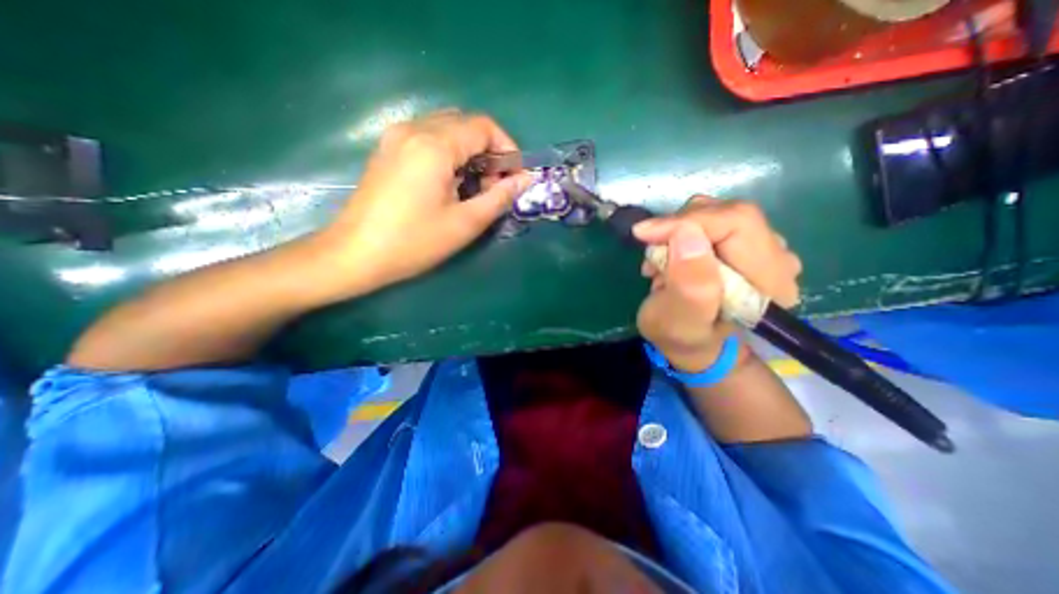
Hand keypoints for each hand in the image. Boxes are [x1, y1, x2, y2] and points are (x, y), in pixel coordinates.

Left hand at [315, 110, 533, 292]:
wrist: (356, 254)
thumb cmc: (414, 242)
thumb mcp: (465, 223)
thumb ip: (499, 197)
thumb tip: (525, 180)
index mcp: (434, 145)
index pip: (483, 126)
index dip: (507, 149)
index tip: (515, 177)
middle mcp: (413, 129)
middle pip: (465, 124)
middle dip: (489, 151)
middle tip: (495, 186)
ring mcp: (396, 138)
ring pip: (446, 130)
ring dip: (469, 153)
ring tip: (473, 188)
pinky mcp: (387, 150)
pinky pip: (427, 139)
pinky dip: (448, 155)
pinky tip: (449, 184)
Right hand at [632, 198, 798, 373]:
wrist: (693, 343)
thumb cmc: (682, 338)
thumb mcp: (677, 322)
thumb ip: (689, 286)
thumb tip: (687, 234)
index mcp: (770, 283)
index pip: (737, 223)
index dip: (688, 222)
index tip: (645, 234)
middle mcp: (777, 259)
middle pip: (728, 213)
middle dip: (679, 228)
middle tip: (651, 253)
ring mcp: (762, 248)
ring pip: (717, 213)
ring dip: (676, 233)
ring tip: (658, 264)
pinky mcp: (743, 244)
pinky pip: (711, 220)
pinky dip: (680, 233)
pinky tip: (669, 258)